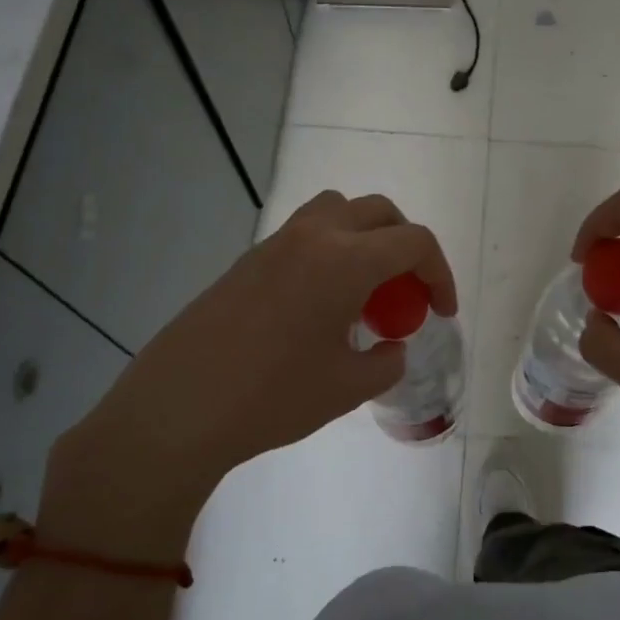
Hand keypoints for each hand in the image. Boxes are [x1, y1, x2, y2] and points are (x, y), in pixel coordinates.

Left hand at [40, 191, 455, 561]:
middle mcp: (312, 237)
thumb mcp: (347, 387)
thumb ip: (386, 362)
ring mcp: (274, 245)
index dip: (440, 274)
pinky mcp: (247, 261)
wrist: (178, 408)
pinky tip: (320, 306)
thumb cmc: (273, 397)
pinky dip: (329, 252)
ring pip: (336, 211)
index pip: (413, 242)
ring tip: (365, 289)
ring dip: (364, 238)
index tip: (442, 312)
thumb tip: (392, 348)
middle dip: (406, 246)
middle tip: (408, 293)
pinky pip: (303, 236)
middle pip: (378, 212)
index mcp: (345, 261)